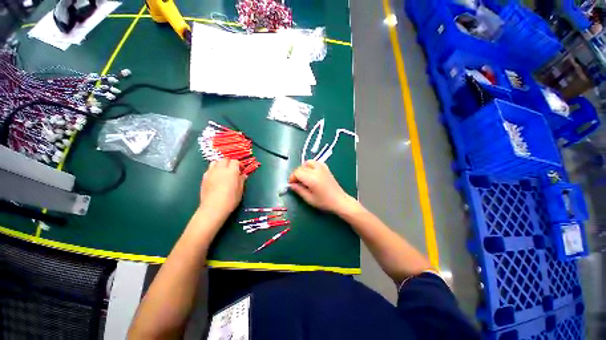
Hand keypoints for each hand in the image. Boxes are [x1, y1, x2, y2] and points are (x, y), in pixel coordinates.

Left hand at [199, 159, 246, 216]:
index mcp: (231, 171)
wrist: (213, 208)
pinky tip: (216, 177)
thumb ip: (241, 180)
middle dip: (230, 163)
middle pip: (225, 159)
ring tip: (223, 171)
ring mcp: (211, 172)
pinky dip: (214, 170)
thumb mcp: (240, 190)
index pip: (235, 161)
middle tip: (233, 170)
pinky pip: (209, 169)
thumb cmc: (230, 199)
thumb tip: (243, 175)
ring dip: (221, 164)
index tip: (241, 170)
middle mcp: (220, 169)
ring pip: (215, 162)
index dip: (239, 164)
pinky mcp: (204, 177)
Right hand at [288, 160, 353, 212]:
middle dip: (296, 174)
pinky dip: (310, 165)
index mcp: (312, 179)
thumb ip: (299, 190)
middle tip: (296, 183)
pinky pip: (315, 162)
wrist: (339, 200)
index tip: (291, 184)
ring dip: (303, 168)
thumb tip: (291, 185)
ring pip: (308, 162)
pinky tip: (311, 173)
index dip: (292, 178)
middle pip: (301, 167)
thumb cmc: (324, 202)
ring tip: (303, 177)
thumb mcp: (309, 199)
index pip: (297, 173)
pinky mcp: (326, 168)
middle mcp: (316, 171)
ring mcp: (322, 168)